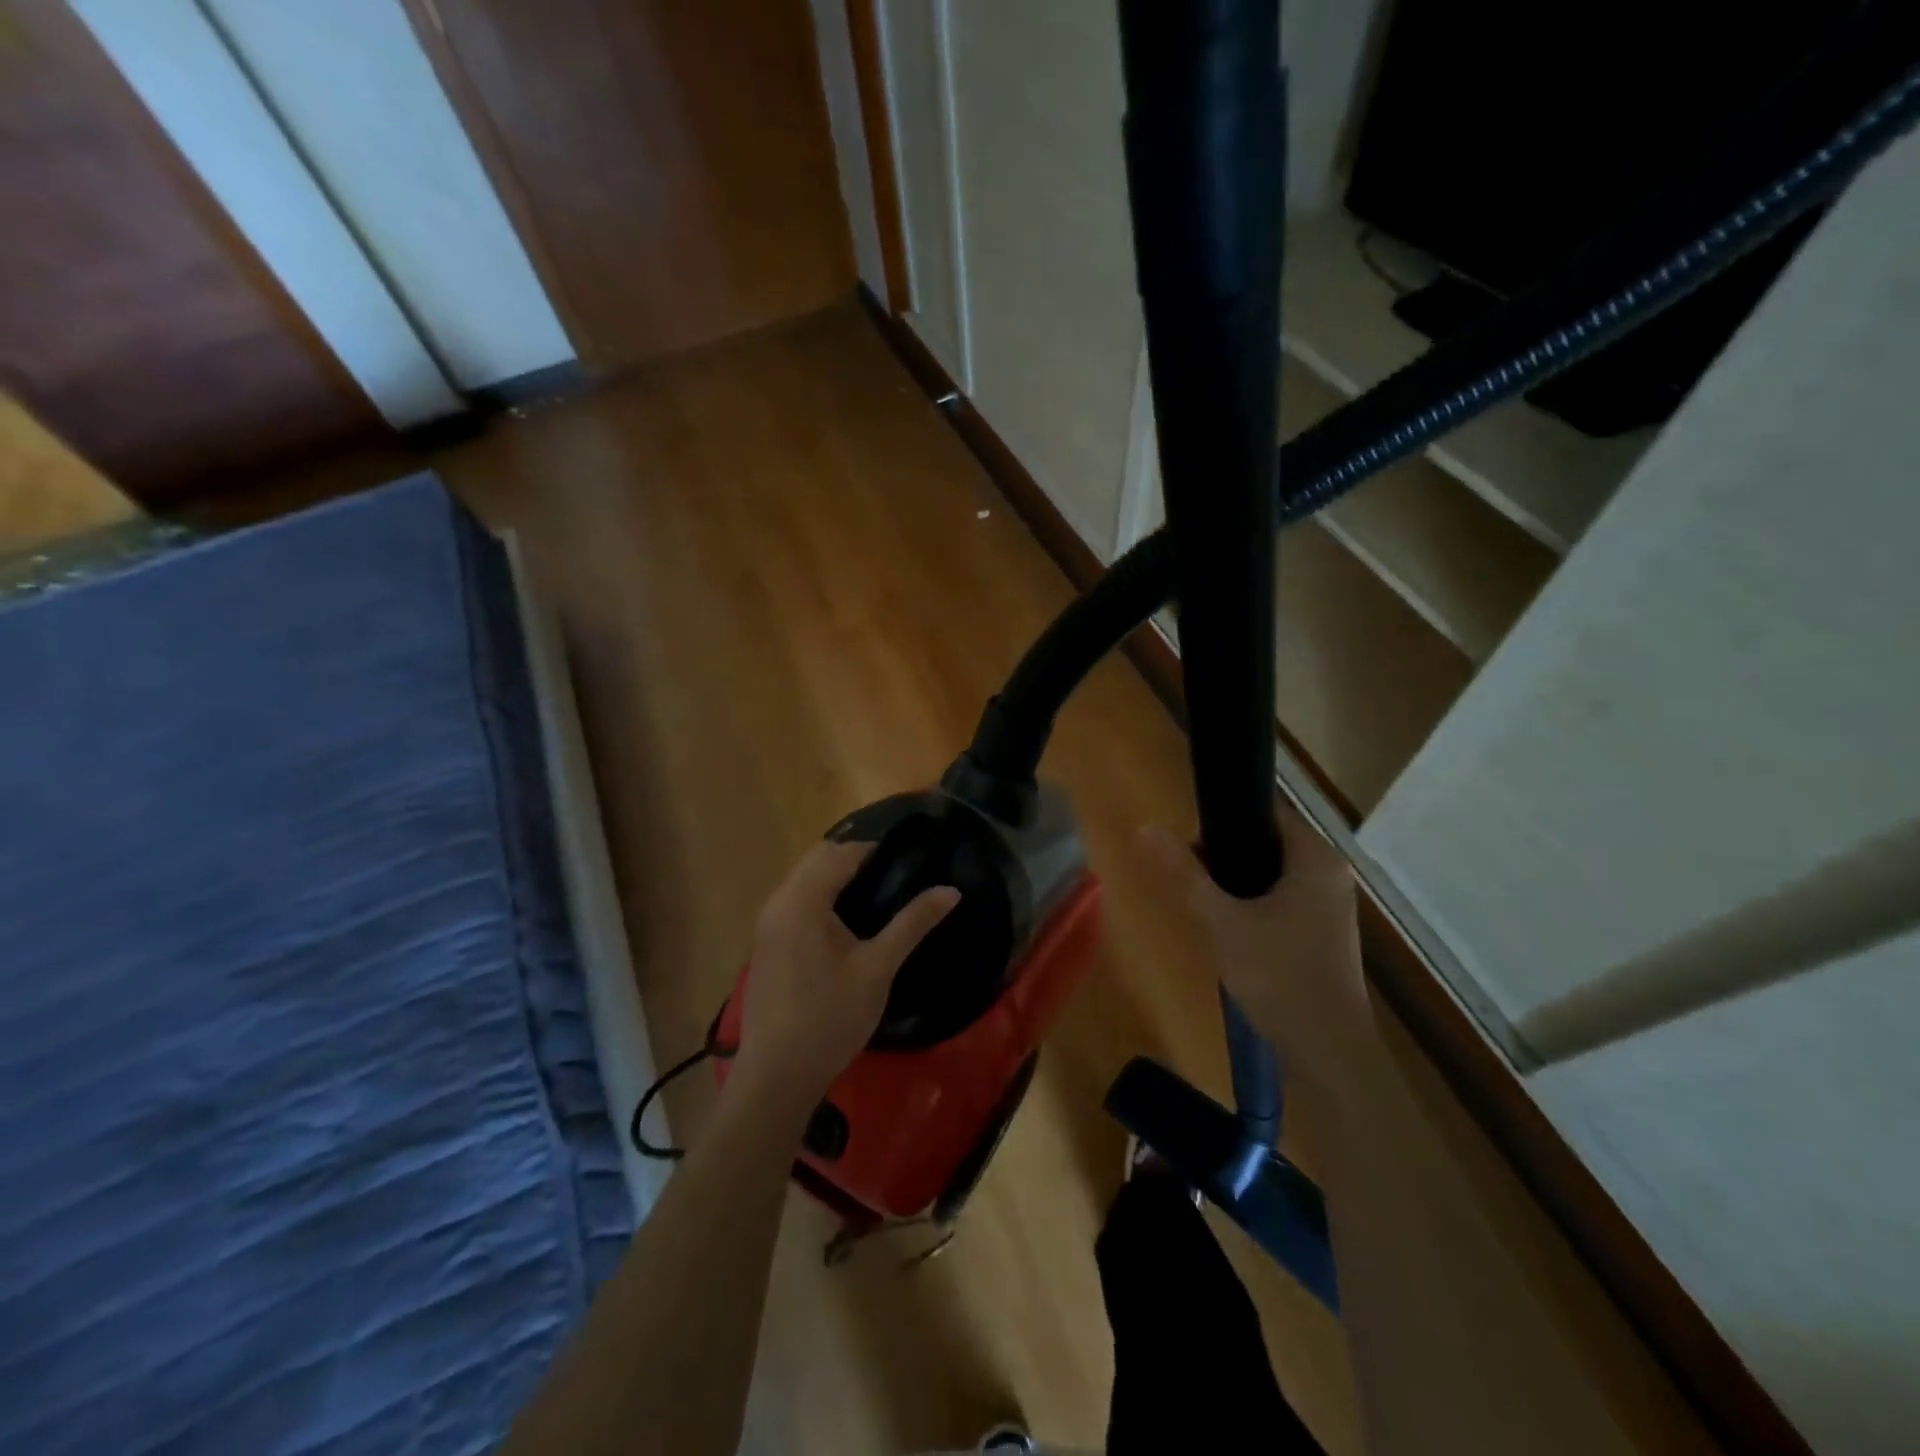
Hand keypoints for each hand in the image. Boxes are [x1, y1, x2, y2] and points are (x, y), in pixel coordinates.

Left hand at [732, 840, 959, 1103]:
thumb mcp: (878, 967)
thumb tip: (951, 890)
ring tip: (878, 897)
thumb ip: (912, 923)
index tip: (910, 859)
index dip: (875, 850)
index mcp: (803, 900)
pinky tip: (847, 923)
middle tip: (897, 877)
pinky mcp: (766, 942)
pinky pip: (795, 901)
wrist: (777, 1075)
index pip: (841, 853)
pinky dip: (821, 897)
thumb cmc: (831, 1017)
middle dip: (855, 860)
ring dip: (836, 878)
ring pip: (804, 879)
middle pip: (818, 859)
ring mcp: (767, 922)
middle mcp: (778, 901)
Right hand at [1143, 799, 1371, 1098]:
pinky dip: (1254, 905)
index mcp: (1316, 859)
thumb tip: (1146, 828)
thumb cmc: (1279, 977)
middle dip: (1224, 856)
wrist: (1328, 1054)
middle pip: (1267, 843)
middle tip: (1190, 879)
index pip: (1266, 813)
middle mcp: (1330, 874)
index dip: (1223, 820)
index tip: (1189, 845)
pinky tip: (1229, 929)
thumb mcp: (1223, 921)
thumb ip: (1185, 874)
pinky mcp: (1324, 934)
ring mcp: (1330, 906)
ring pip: (1272, 875)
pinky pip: (1282, 900)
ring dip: (1237, 883)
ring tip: (1204, 904)